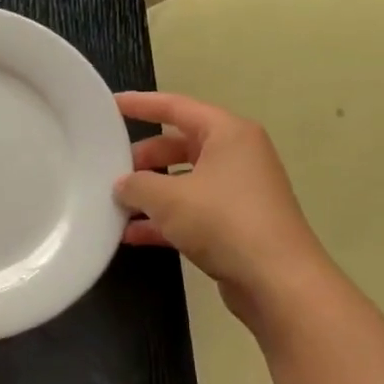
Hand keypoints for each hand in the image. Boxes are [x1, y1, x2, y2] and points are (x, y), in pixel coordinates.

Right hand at [114, 91, 334, 330]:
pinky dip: (163, 220)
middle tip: (108, 170)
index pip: (176, 108)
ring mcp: (237, 192)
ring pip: (182, 182)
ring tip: (113, 204)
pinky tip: (131, 235)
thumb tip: (122, 185)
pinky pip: (190, 212)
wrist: (275, 279)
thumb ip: (137, 185)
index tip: (109, 106)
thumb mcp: (168, 198)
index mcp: (228, 134)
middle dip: (142, 159)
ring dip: (149, 194)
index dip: (141, 105)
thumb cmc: (223, 222)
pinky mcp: (234, 224)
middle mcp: (236, 156)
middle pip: (178, 146)